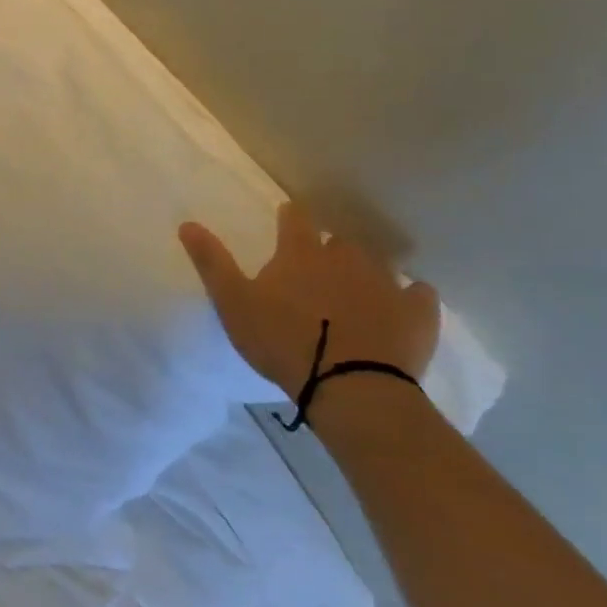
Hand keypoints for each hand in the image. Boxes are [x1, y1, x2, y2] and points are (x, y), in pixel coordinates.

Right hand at [180, 203, 439, 398]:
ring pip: (376, 264)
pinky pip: (419, 294)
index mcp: (300, 252)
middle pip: (337, 240)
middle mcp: (344, 257)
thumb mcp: (233, 303)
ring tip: (356, 292)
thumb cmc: (283, 342)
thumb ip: (212, 262)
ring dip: (365, 272)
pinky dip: (410, 296)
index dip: (290, 218)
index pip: (295, 217)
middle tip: (318, 271)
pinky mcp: (417, 314)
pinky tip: (404, 306)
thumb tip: (187, 223)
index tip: (287, 223)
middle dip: (328, 250)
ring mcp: (385, 283)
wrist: (352, 389)